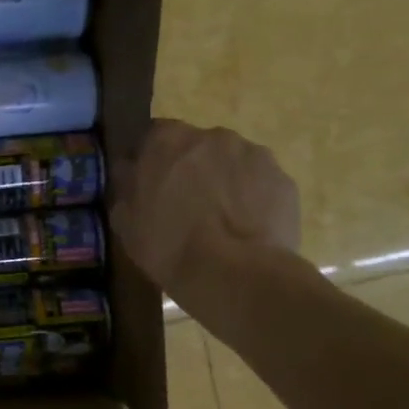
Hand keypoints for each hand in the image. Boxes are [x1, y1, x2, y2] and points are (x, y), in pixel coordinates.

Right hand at [110, 120, 301, 300]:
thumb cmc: (168, 244)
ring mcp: (254, 155)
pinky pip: (259, 184)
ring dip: (222, 181)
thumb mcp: (124, 220)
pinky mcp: (284, 180)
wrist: (235, 274)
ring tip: (219, 220)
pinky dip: (251, 199)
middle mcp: (213, 136)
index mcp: (167, 140)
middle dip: (190, 168)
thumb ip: (126, 186)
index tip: (148, 183)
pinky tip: (244, 229)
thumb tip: (131, 172)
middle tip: (184, 204)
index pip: (153, 135)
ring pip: (231, 163)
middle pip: (196, 146)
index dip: (150, 159)